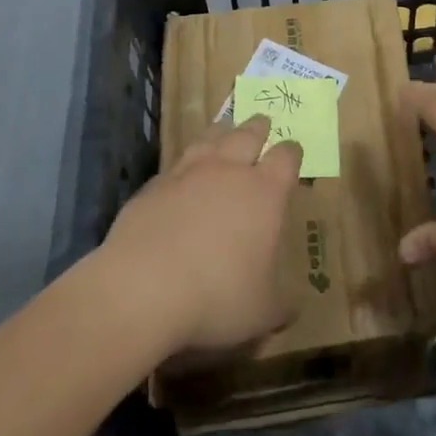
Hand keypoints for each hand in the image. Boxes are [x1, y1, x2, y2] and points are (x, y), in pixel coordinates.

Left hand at [97, 122, 303, 355]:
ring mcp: (188, 173)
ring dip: (221, 132)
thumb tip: (293, 307)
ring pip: (210, 138)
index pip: (286, 157)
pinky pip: (175, 164)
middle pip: (248, 134)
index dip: (292, 152)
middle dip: (259, 128)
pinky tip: (182, 174)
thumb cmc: (216, 297)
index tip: (293, 152)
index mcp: (265, 192)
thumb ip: (281, 304)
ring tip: (225, 129)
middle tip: (263, 123)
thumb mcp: (262, 312)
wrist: (141, 289)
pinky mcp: (153, 186)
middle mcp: (229, 171)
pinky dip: (185, 164)